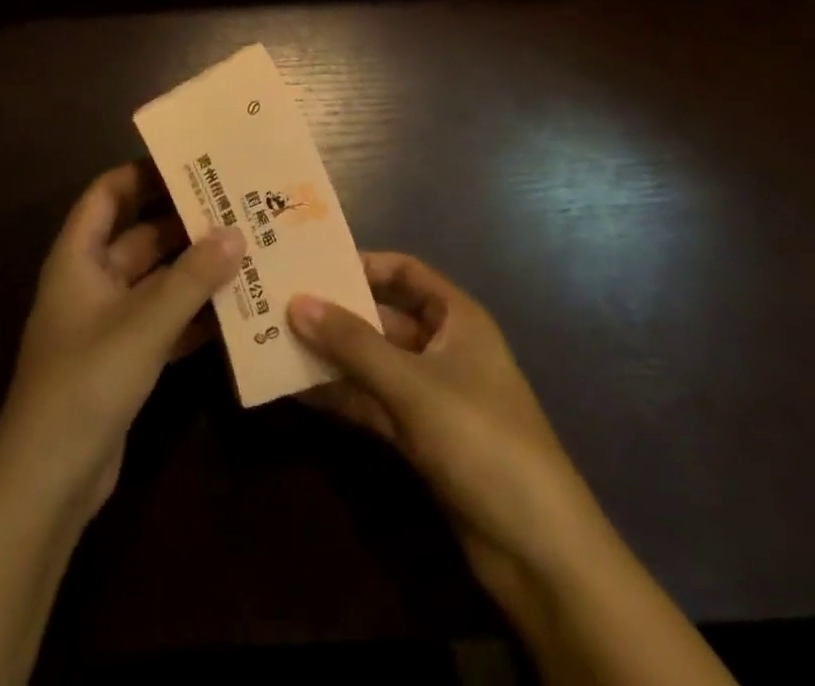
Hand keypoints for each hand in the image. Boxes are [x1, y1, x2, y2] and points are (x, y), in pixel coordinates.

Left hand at [0, 162, 245, 525]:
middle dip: (184, 221)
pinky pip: (164, 319)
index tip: (192, 164)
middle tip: (236, 205)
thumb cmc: (85, 384)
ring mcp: (108, 321)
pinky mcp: (124, 358)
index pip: (107, 194)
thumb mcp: (143, 325)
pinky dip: (193, 312)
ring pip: (156, 279)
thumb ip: (192, 279)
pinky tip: (236, 307)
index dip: (143, 174)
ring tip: (247, 247)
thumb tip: (236, 232)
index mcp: (78, 258)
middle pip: (139, 235)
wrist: (47, 484)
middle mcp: (91, 281)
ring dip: (195, 268)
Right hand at [288, 254, 578, 579]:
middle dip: (337, 312)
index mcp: (457, 318)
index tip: (313, 263)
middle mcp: (444, 348)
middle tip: (280, 303)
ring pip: (374, 362)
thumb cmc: (481, 439)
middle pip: (383, 317)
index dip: (363, 263)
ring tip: (277, 342)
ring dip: (333, 355)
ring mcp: (432, 394)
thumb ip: (352, 343)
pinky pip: (374, 401)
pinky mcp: (421, 437)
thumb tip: (296, 302)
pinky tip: (299, 390)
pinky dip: (342, 395)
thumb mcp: (412, 384)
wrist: (537, 550)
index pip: (406, 272)